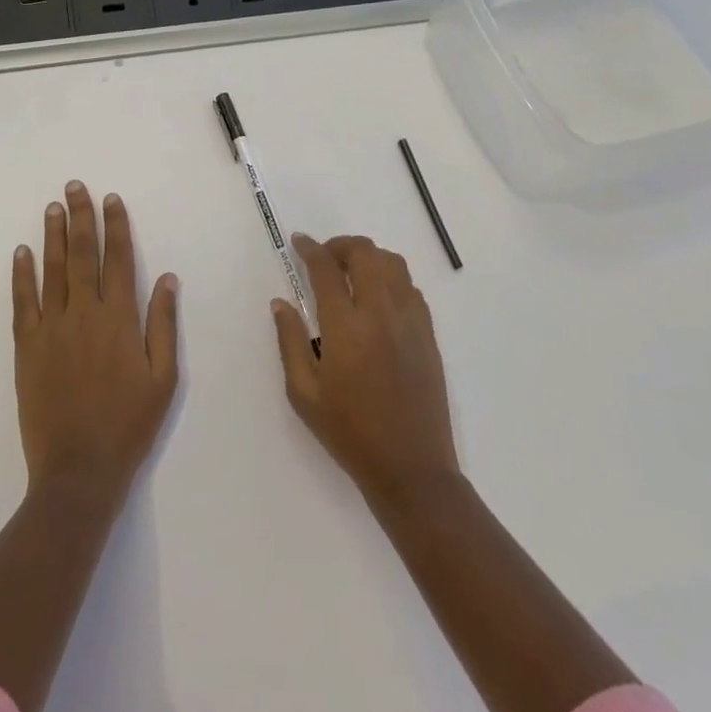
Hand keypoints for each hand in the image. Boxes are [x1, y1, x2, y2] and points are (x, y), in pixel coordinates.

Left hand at [12, 182, 179, 510]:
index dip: (116, 227)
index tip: (111, 199)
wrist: (78, 471)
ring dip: (53, 236)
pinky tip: (22, 252)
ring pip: (52, 271)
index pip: (118, 259)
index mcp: (120, 319)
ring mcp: (51, 329)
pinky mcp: (27, 348)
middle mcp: (84, 314)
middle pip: (83, 255)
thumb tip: (166, 278)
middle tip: (75, 187)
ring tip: (52, 207)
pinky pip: (22, 303)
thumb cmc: (128, 424)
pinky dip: (22, 275)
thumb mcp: (163, 378)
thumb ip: (163, 324)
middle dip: (81, 217)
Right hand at [272, 234, 458, 505]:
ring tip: (351, 272)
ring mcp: (410, 321)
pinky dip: (391, 277)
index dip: (310, 249)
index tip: (299, 242)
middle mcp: (381, 313)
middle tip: (324, 258)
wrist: (412, 468)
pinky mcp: (428, 333)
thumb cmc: (350, 433)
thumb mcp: (304, 394)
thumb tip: (281, 302)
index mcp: (347, 327)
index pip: (326, 269)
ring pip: (392, 263)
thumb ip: (290, 341)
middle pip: (364, 253)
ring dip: (368, 257)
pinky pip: (410, 287)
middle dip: (340, 246)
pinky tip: (377, 297)